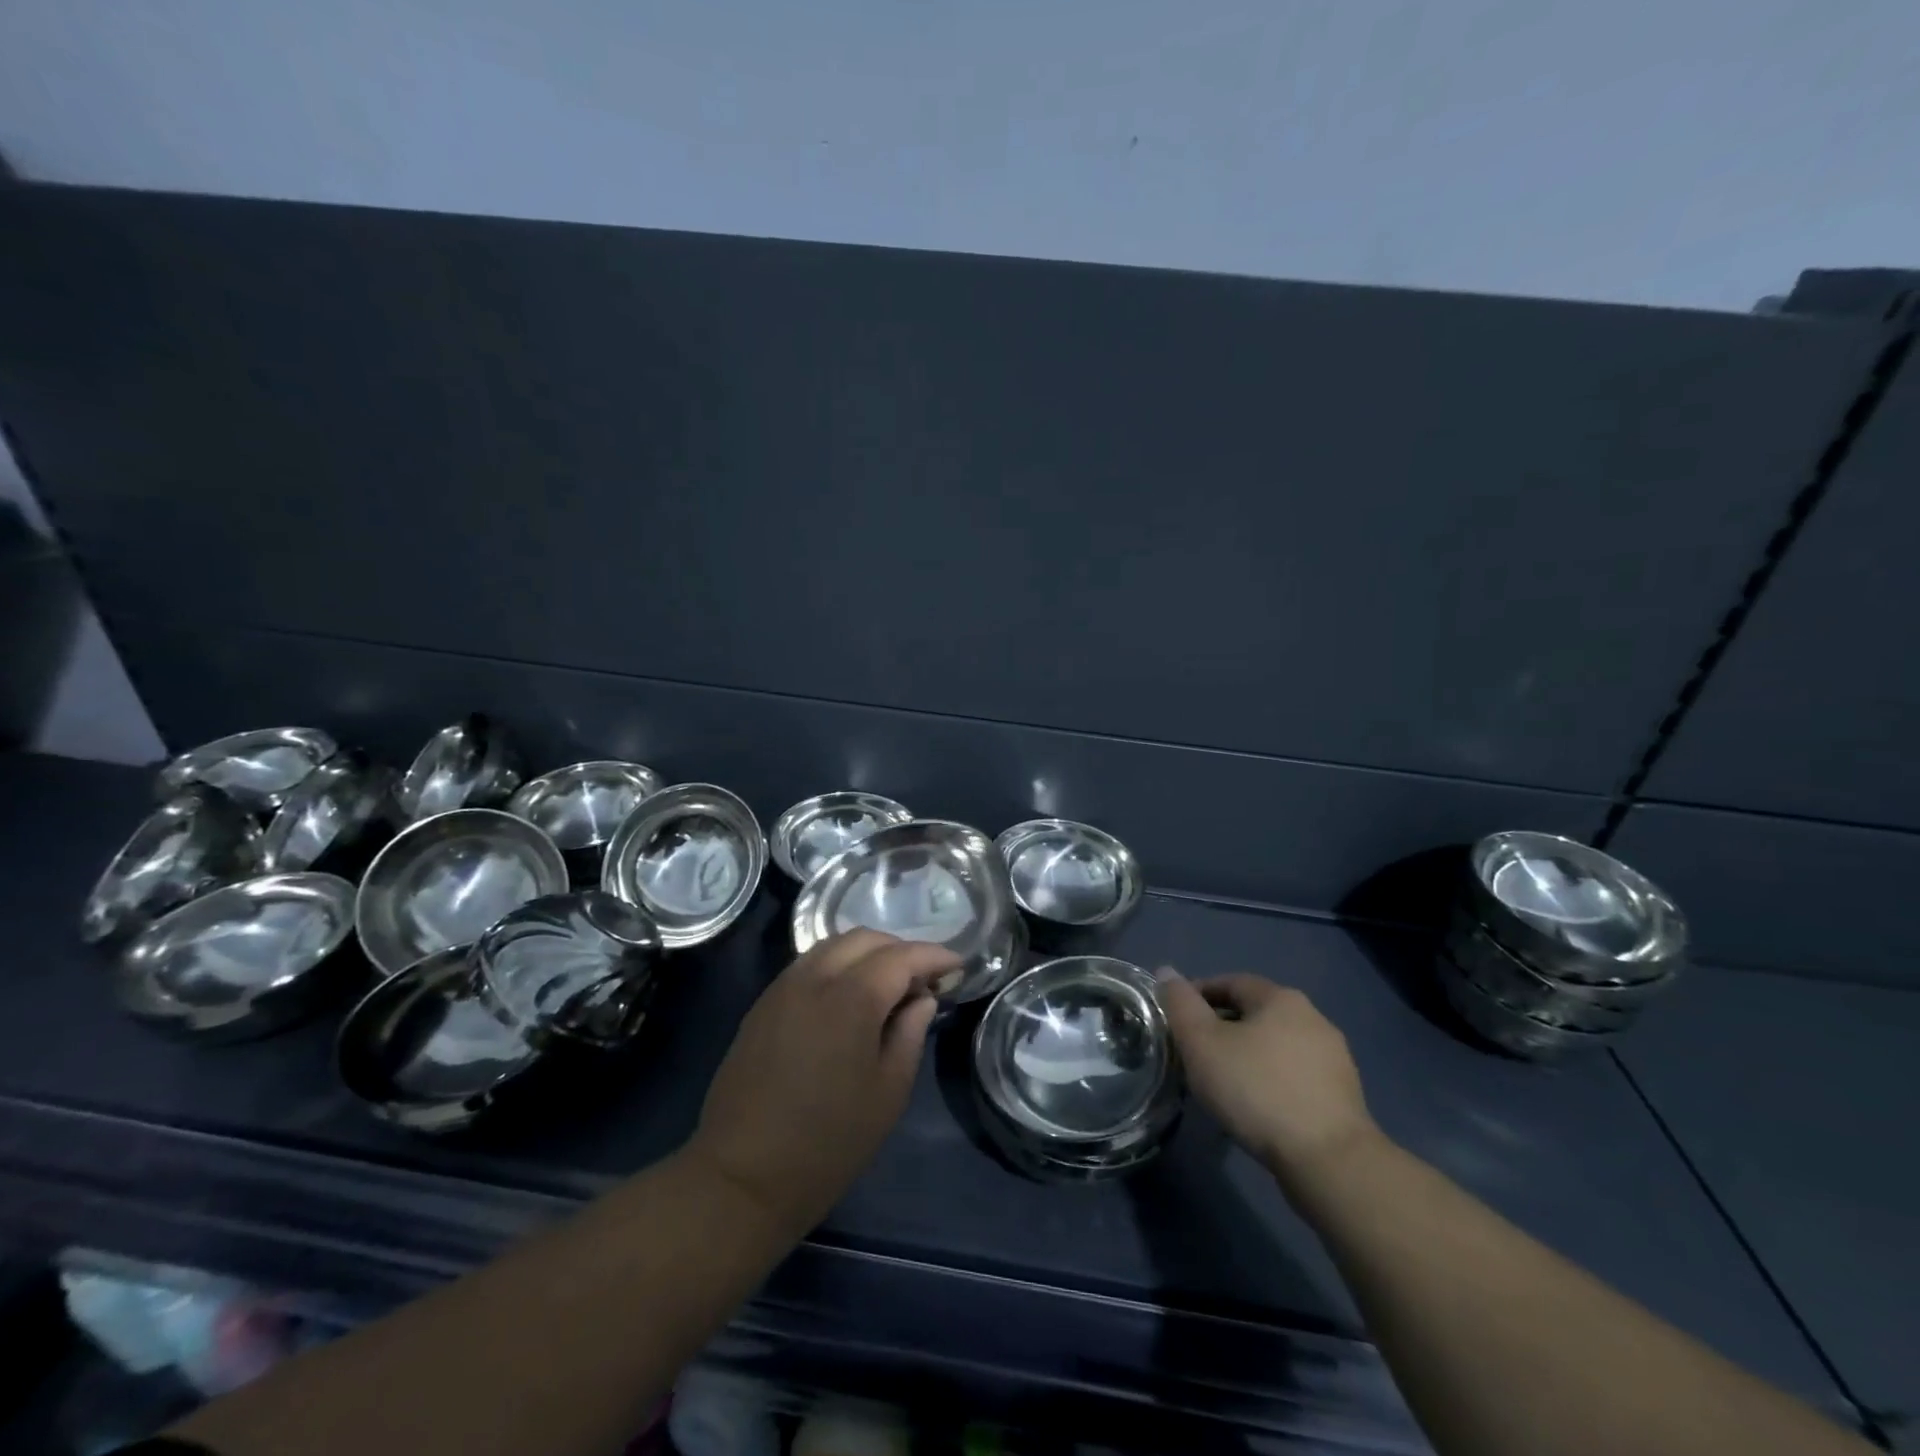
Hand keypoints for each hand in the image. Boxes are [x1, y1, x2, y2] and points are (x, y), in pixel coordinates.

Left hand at [689, 931, 958, 1232]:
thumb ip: (910, 1033)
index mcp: (851, 998)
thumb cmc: (828, 1143)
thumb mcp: (888, 1093)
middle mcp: (815, 978)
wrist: (741, 1177)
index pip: (901, 956)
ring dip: (868, 952)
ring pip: (833, 945)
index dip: (934, 956)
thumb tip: (921, 999)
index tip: (957, 965)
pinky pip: (809, 963)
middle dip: (901, 949)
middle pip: (865, 939)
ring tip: (889, 983)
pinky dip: (838, 964)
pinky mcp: (763, 1003)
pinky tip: (849, 994)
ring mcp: (783, 987)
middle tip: (924, 978)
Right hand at [1159, 970, 1379, 1186]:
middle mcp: (1313, 1018)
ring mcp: (1334, 1059)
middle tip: (1194, 1055)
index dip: (1198, 995)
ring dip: (1247, 1058)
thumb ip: (1180, 1004)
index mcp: (1281, 998)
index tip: (1176, 1020)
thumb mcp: (1202, 1043)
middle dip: (1221, 1029)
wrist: (1329, 1161)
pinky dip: (1270, 1083)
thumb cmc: (1257, 1090)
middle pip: (1254, 1014)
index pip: (1230, 982)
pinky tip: (1255, 1109)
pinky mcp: (1343, 1097)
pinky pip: (1293, 1077)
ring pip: (1274, 1047)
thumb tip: (1167, 972)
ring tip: (1222, 1086)